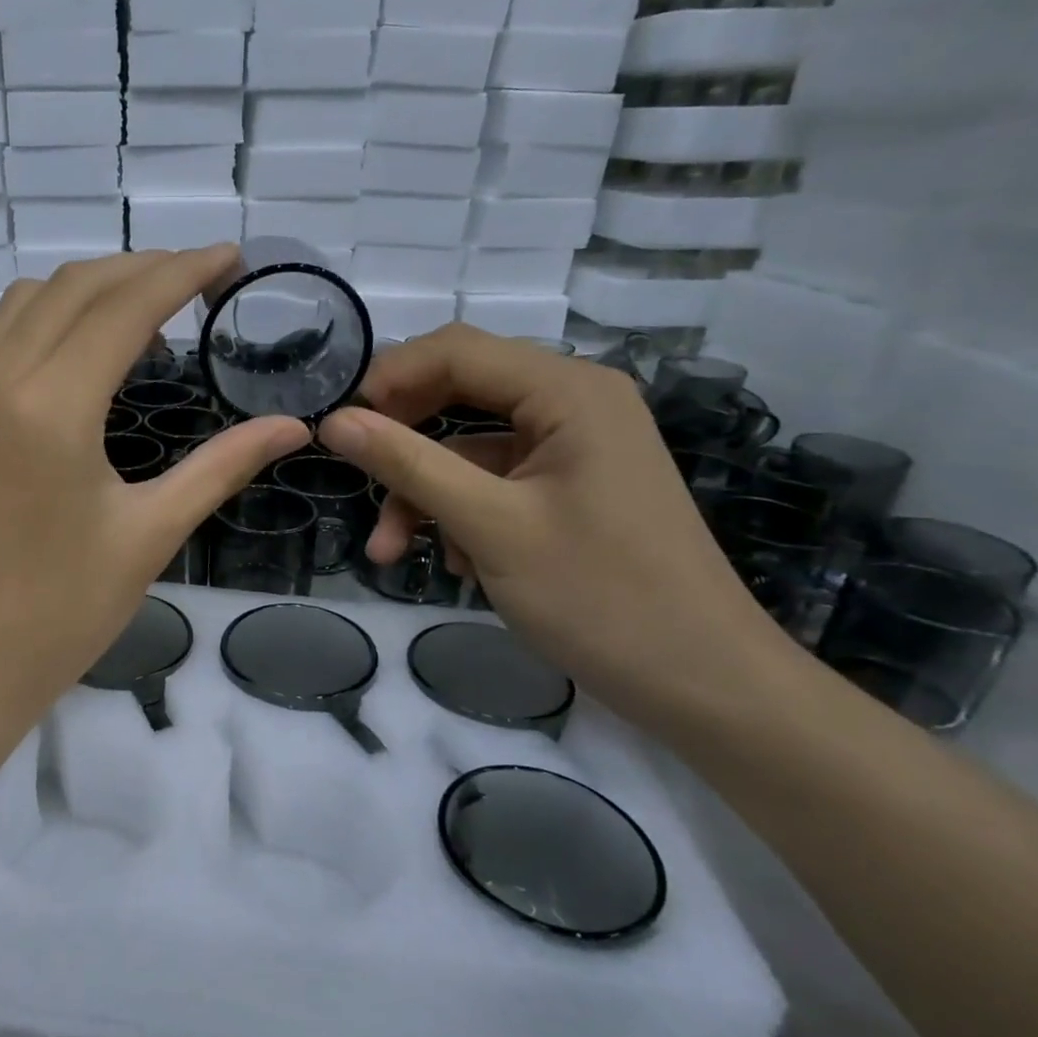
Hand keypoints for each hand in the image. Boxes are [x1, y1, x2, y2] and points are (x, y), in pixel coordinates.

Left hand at [0, 247, 310, 733]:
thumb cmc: (61, 613)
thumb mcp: (150, 535)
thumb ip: (221, 466)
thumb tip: (293, 427)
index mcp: (51, 408)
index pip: (124, 307)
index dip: (183, 272)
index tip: (230, 258)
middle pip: (74, 287)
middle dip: (142, 269)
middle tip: (199, 279)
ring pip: (26, 303)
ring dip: (90, 288)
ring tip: (147, 310)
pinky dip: (49, 321)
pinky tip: (83, 355)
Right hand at [317, 325, 789, 723]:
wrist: (704, 686)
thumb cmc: (601, 596)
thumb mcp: (489, 526)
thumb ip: (408, 464)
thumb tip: (334, 422)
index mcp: (568, 391)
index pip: (456, 350)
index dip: (388, 379)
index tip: (336, 426)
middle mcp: (574, 403)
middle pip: (460, 393)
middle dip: (403, 442)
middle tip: (356, 477)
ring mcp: (574, 448)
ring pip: (469, 448)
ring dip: (424, 493)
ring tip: (392, 551)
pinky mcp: (570, 488)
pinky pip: (494, 482)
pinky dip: (461, 514)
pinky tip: (456, 565)